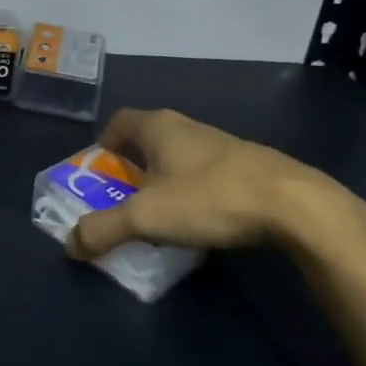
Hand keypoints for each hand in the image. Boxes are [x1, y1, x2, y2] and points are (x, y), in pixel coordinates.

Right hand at [69, 108, 365, 261]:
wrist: (294, 205)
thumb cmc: (210, 198)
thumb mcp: (146, 217)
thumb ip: (104, 229)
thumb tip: (70, 243)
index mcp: (158, 127)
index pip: (119, 122)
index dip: (104, 145)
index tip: (99, 174)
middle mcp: (188, 127)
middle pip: (148, 140)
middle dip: (132, 169)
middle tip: (124, 202)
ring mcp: (221, 145)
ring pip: (180, 158)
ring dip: (165, 182)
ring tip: (162, 218)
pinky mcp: (249, 166)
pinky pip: (207, 174)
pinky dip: (195, 193)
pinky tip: (203, 221)